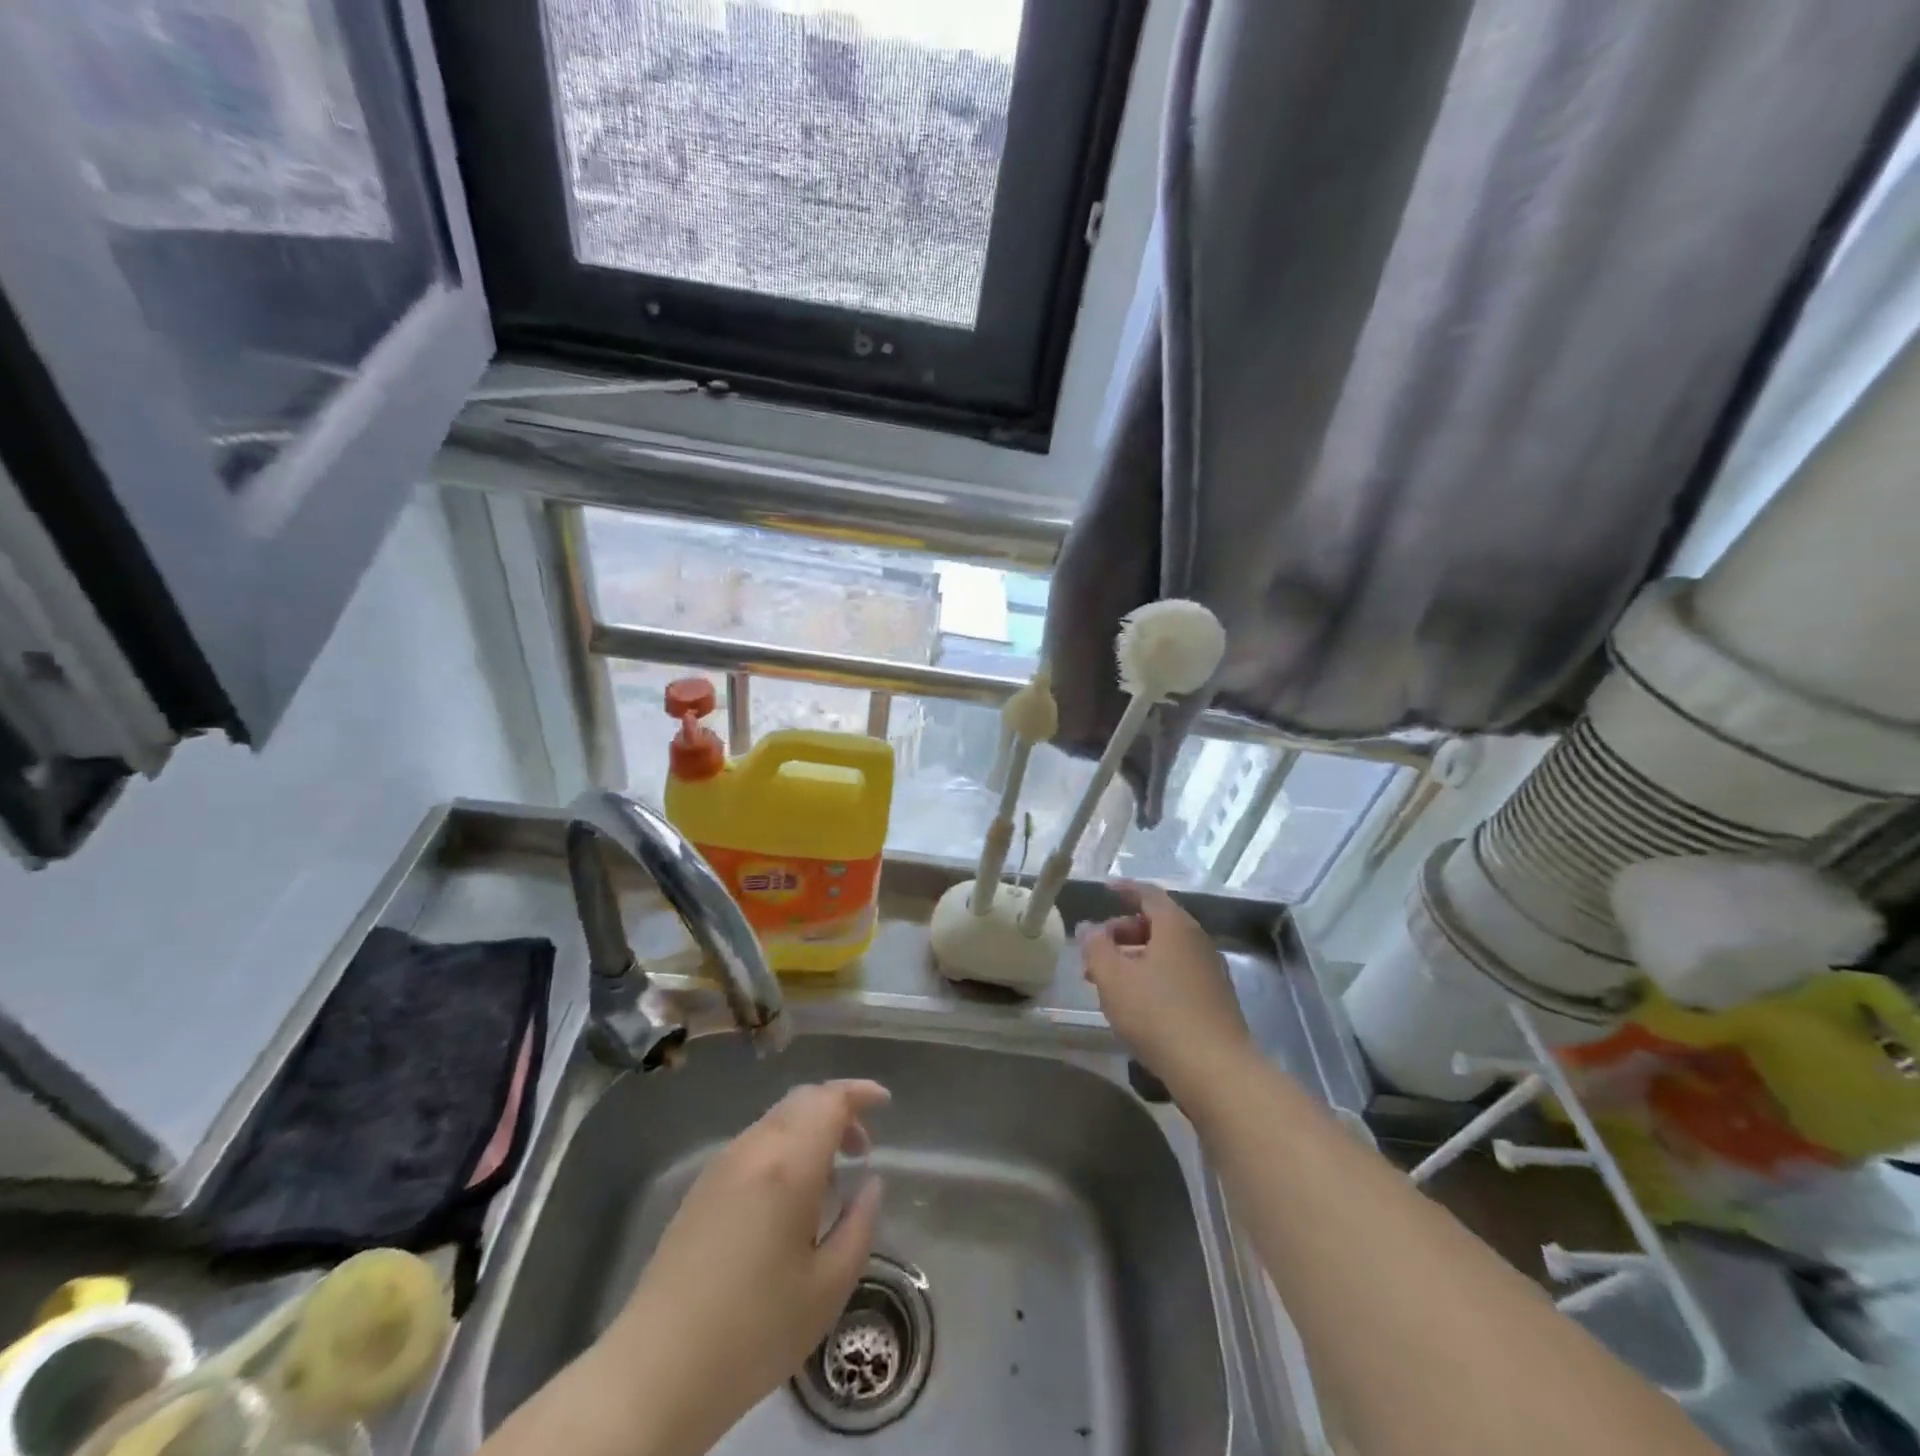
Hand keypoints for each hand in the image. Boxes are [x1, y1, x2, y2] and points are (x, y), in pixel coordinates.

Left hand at [598, 1080, 888, 1455]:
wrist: (655, 1371)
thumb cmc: (754, 1331)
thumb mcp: (827, 1288)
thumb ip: (859, 1226)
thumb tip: (870, 1184)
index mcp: (789, 1164)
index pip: (830, 1100)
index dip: (860, 1092)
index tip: (885, 1102)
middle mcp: (754, 1148)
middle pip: (802, 1100)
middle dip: (838, 1109)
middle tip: (862, 1148)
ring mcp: (722, 1165)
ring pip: (777, 1120)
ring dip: (810, 1129)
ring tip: (829, 1176)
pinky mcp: (701, 1187)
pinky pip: (754, 1143)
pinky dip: (784, 1146)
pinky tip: (790, 1196)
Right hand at [1080, 881, 1254, 1102]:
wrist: (1215, 1070)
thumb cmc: (1158, 1014)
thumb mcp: (1113, 978)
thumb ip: (1096, 947)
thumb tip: (1090, 928)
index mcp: (1176, 926)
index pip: (1148, 894)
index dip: (1125, 889)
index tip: (1105, 889)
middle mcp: (1198, 941)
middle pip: (1158, 923)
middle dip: (1123, 931)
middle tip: (1097, 949)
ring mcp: (1211, 971)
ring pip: (1167, 952)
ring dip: (1136, 957)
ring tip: (1108, 980)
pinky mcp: (1215, 1000)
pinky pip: (1178, 974)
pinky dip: (1153, 976)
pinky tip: (1136, 1003)